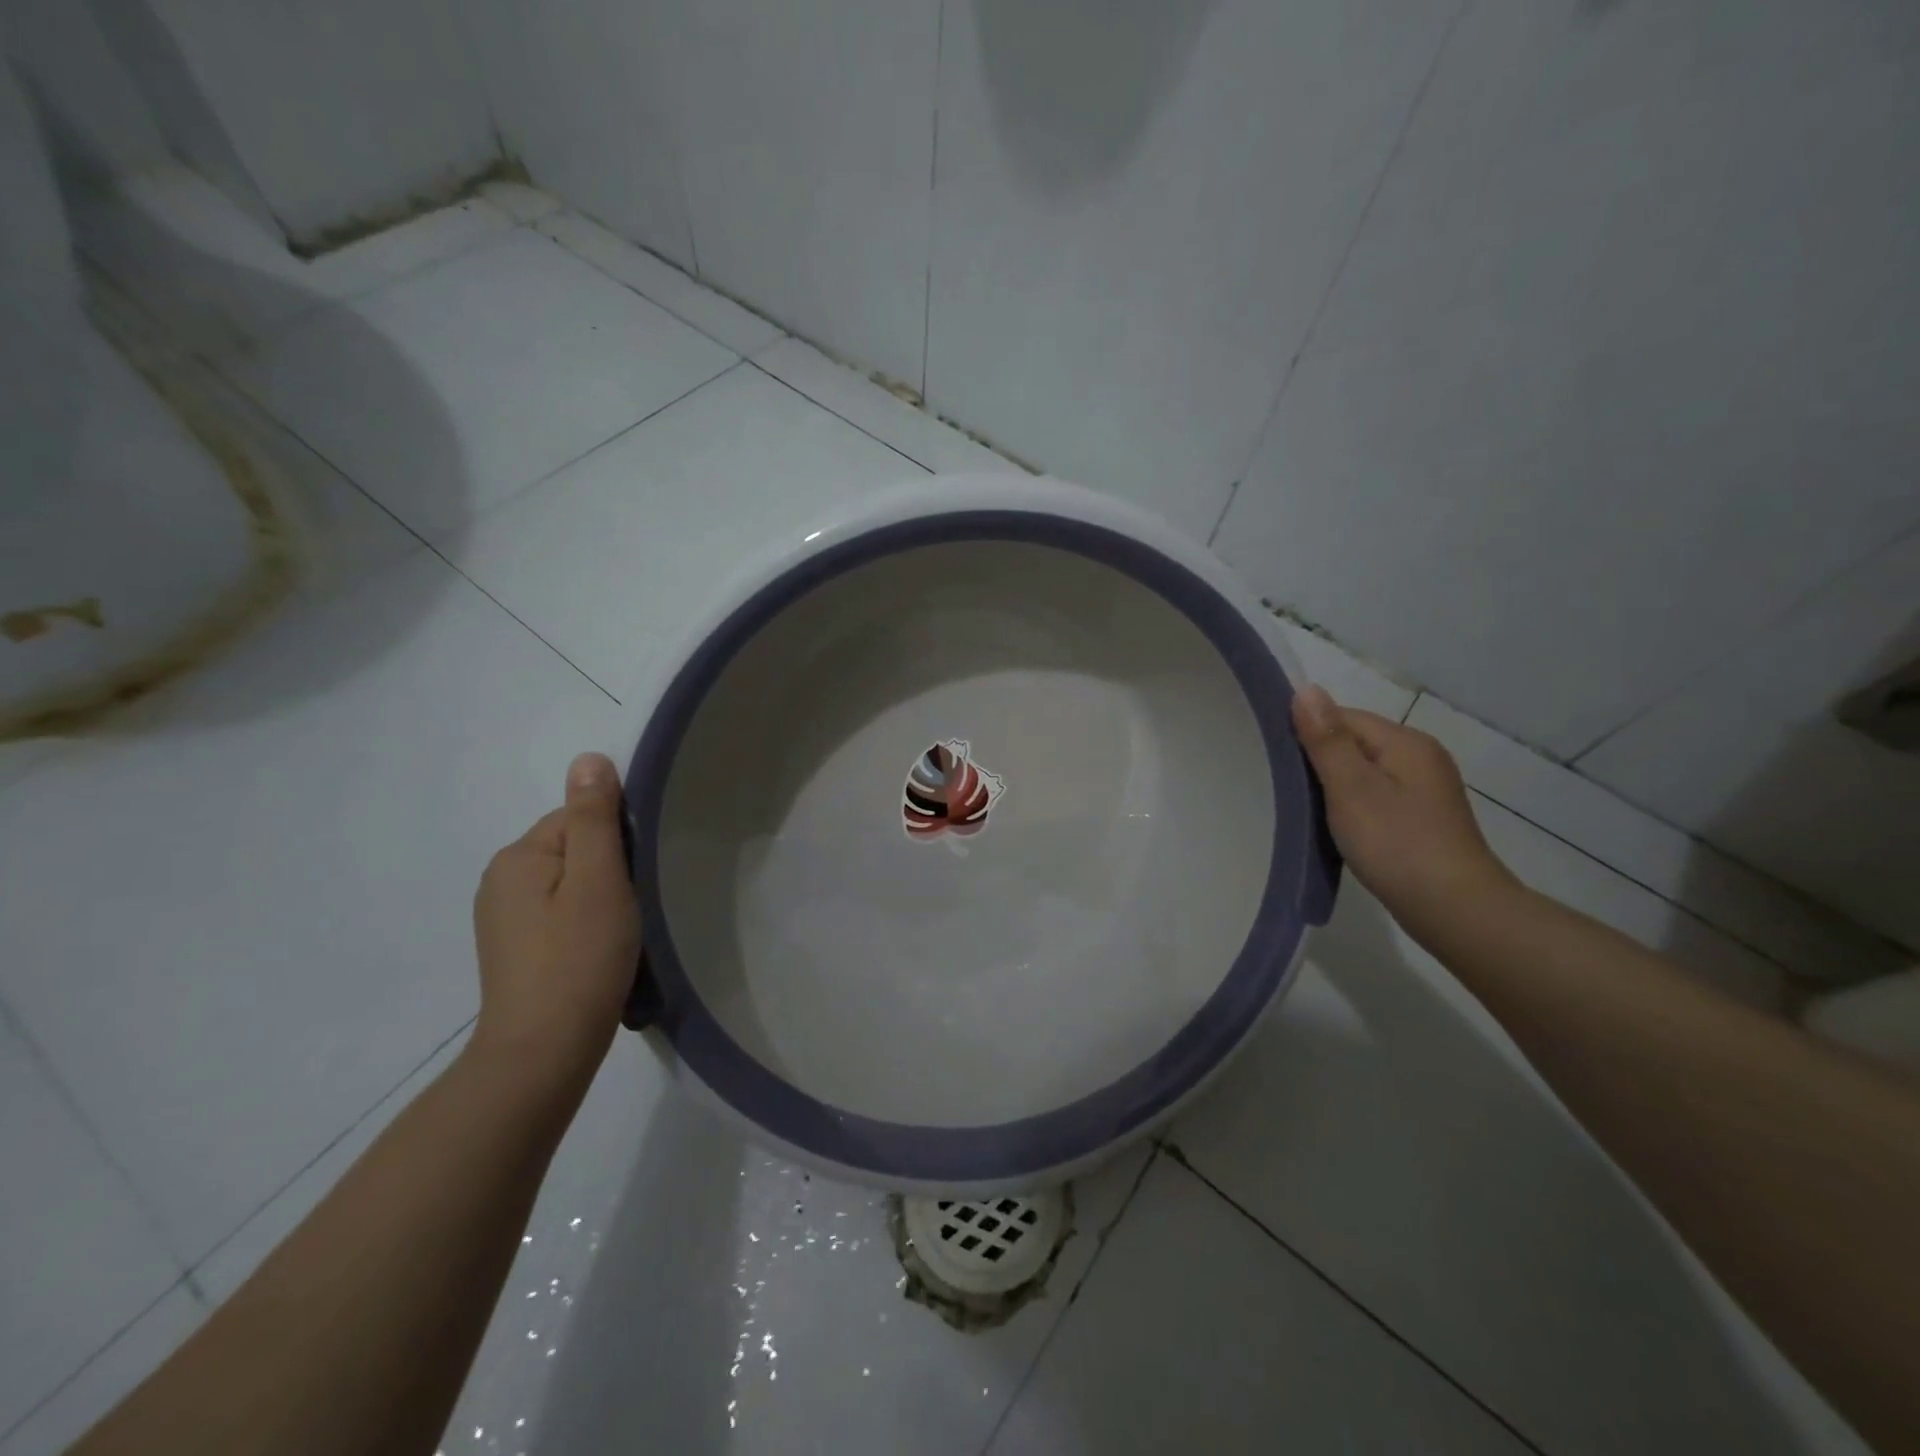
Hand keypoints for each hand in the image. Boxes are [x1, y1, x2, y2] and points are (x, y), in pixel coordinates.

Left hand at [470, 752, 641, 1080]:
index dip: (617, 841)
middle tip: (632, 907)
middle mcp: (501, 878)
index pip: (579, 817)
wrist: (542, 1052)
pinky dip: (583, 920)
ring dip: (599, 895)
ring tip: (618, 931)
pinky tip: (596, 949)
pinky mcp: (513, 946)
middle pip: (573, 847)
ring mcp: (502, 916)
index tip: (637, 877)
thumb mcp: (597, 880)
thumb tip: (588, 758)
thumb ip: (594, 818)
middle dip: (609, 868)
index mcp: (518, 856)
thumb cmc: (579, 959)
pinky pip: (558, 910)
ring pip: (569, 881)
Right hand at [1290, 686, 1518, 938]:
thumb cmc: (1397, 843)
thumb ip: (1327, 739)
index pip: (1343, 717)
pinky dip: (1353, 806)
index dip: (1307, 732)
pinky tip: (1339, 828)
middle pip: (1354, 743)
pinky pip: (1376, 797)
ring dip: (1334, 786)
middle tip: (1283, 787)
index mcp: (1405, 742)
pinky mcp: (1422, 819)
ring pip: (1364, 773)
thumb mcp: (1352, 788)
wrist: (1455, 910)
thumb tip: (1306, 689)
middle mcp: (1420, 757)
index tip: (1275, 758)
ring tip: (1305, 810)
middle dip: (1319, 760)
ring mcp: (1425, 790)